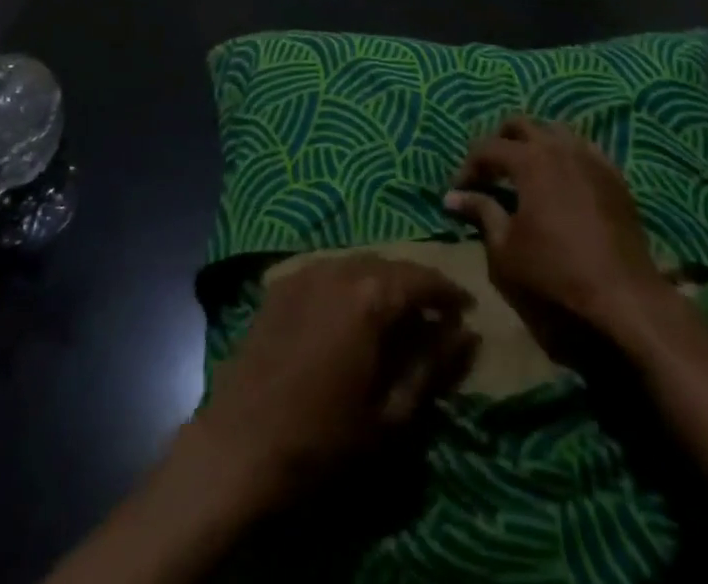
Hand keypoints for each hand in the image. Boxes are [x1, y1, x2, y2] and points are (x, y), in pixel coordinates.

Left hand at [189, 255, 476, 505]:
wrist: (240, 444)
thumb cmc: (322, 438)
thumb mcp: (390, 414)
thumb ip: (432, 368)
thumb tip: (465, 335)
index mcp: (370, 296)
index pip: (422, 278)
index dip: (448, 292)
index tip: (467, 309)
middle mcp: (338, 269)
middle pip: (389, 266)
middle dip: (415, 286)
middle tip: (434, 315)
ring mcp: (304, 272)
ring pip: (357, 264)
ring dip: (381, 283)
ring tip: (396, 314)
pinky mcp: (280, 285)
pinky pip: (327, 272)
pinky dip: (348, 285)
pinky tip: (351, 314)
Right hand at [444, 116, 674, 352]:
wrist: (624, 296)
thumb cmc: (555, 272)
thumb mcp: (505, 248)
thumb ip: (481, 212)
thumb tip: (453, 197)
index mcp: (529, 160)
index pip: (487, 147)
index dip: (468, 166)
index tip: (459, 191)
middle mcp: (559, 147)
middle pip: (520, 124)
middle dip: (499, 142)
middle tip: (490, 172)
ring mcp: (591, 158)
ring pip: (554, 132)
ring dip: (534, 144)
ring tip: (524, 173)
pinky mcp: (614, 176)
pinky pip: (582, 150)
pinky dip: (564, 157)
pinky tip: (561, 183)